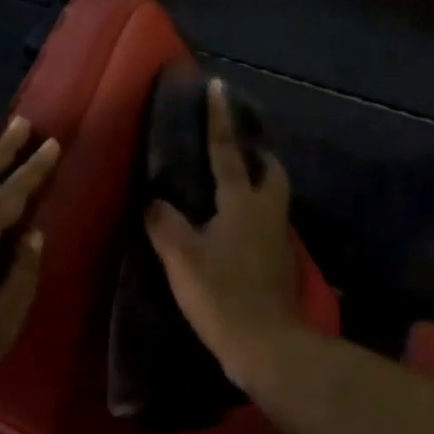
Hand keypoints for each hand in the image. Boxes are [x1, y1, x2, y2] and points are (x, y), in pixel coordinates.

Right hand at [145, 79, 300, 387]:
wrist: (267, 347)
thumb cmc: (222, 294)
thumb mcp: (181, 257)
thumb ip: (164, 223)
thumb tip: (154, 201)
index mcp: (242, 203)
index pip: (227, 152)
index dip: (220, 119)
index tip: (218, 87)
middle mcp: (266, 213)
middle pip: (270, 172)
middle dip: (257, 156)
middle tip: (235, 151)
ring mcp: (277, 240)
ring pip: (272, 199)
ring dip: (255, 185)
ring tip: (227, 188)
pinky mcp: (279, 264)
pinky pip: (266, 225)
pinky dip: (251, 216)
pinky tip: (230, 230)